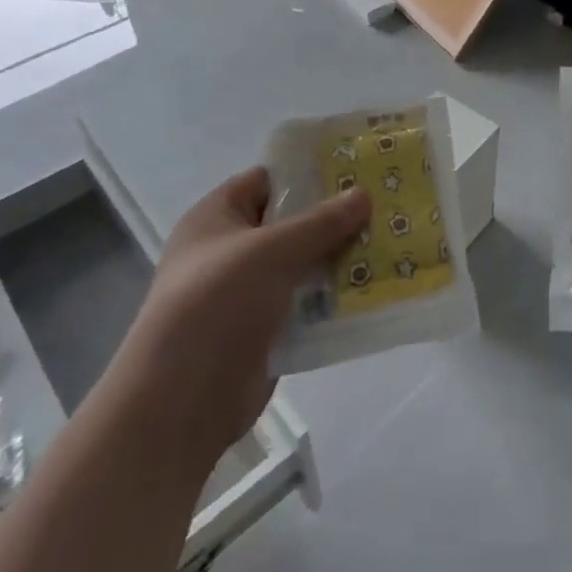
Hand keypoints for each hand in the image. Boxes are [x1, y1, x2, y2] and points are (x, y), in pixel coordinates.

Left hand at [114, 167, 367, 471]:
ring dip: (341, 256)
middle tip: (385, 204)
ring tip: (391, 241)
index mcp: (217, 217)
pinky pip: (308, 301)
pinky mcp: (266, 329)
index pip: (269, 179)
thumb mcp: (271, 252)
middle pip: (292, 221)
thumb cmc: (216, 306)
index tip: (358, 167)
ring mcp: (248, 292)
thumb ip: (321, 222)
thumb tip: (364, 194)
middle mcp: (231, 249)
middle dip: (335, 216)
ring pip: (304, 262)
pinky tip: (375, 285)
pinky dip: (336, 295)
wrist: (180, 404)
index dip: (310, 171)